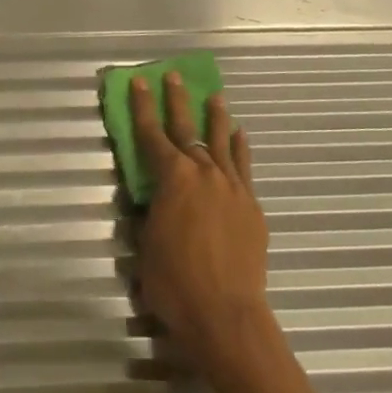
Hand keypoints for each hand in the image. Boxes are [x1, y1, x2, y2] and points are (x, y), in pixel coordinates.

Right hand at [130, 72, 272, 373]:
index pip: (151, 133)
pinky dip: (240, 148)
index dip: (142, 106)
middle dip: (177, 100)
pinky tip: (240, 136)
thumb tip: (153, 202)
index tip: (140, 82)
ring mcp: (231, 187)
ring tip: (215, 96)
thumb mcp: (146, 245)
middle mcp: (203, 172)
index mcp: (171, 178)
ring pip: (222, 141)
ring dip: (216, 117)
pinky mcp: (251, 206)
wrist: (227, 315)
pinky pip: (244, 167)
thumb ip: (150, 214)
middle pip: (187, 128)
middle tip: (174, 76)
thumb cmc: (175, 283)